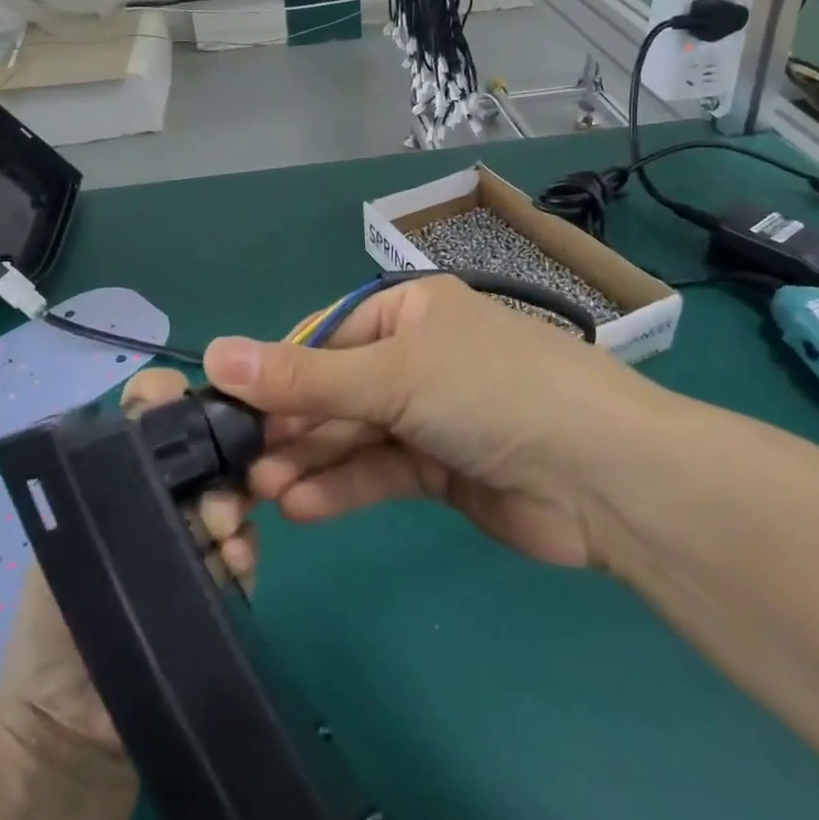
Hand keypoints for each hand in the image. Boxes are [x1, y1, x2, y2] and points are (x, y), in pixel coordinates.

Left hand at [0, 367, 258, 759]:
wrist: (75, 726)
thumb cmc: (54, 621)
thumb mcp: (65, 535)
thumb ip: (102, 479)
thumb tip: (148, 425)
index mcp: (120, 475)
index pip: (148, 414)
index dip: (164, 398)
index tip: (177, 402)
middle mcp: (163, 494)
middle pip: (203, 447)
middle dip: (215, 458)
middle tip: (211, 502)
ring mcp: (198, 534)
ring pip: (231, 492)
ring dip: (232, 507)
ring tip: (222, 539)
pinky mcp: (223, 577)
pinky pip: (245, 545)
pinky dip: (244, 548)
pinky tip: (234, 564)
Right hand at [207, 275, 653, 568]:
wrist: (603, 476)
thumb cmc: (491, 392)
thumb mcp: (392, 375)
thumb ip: (305, 377)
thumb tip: (216, 355)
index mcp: (409, 312)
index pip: (325, 337)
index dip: (279, 373)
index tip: (231, 410)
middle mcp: (417, 357)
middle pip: (336, 389)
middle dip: (292, 425)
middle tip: (240, 466)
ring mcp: (429, 415)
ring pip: (353, 434)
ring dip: (310, 460)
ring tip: (262, 492)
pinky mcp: (440, 469)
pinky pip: (379, 471)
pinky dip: (343, 487)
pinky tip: (302, 507)